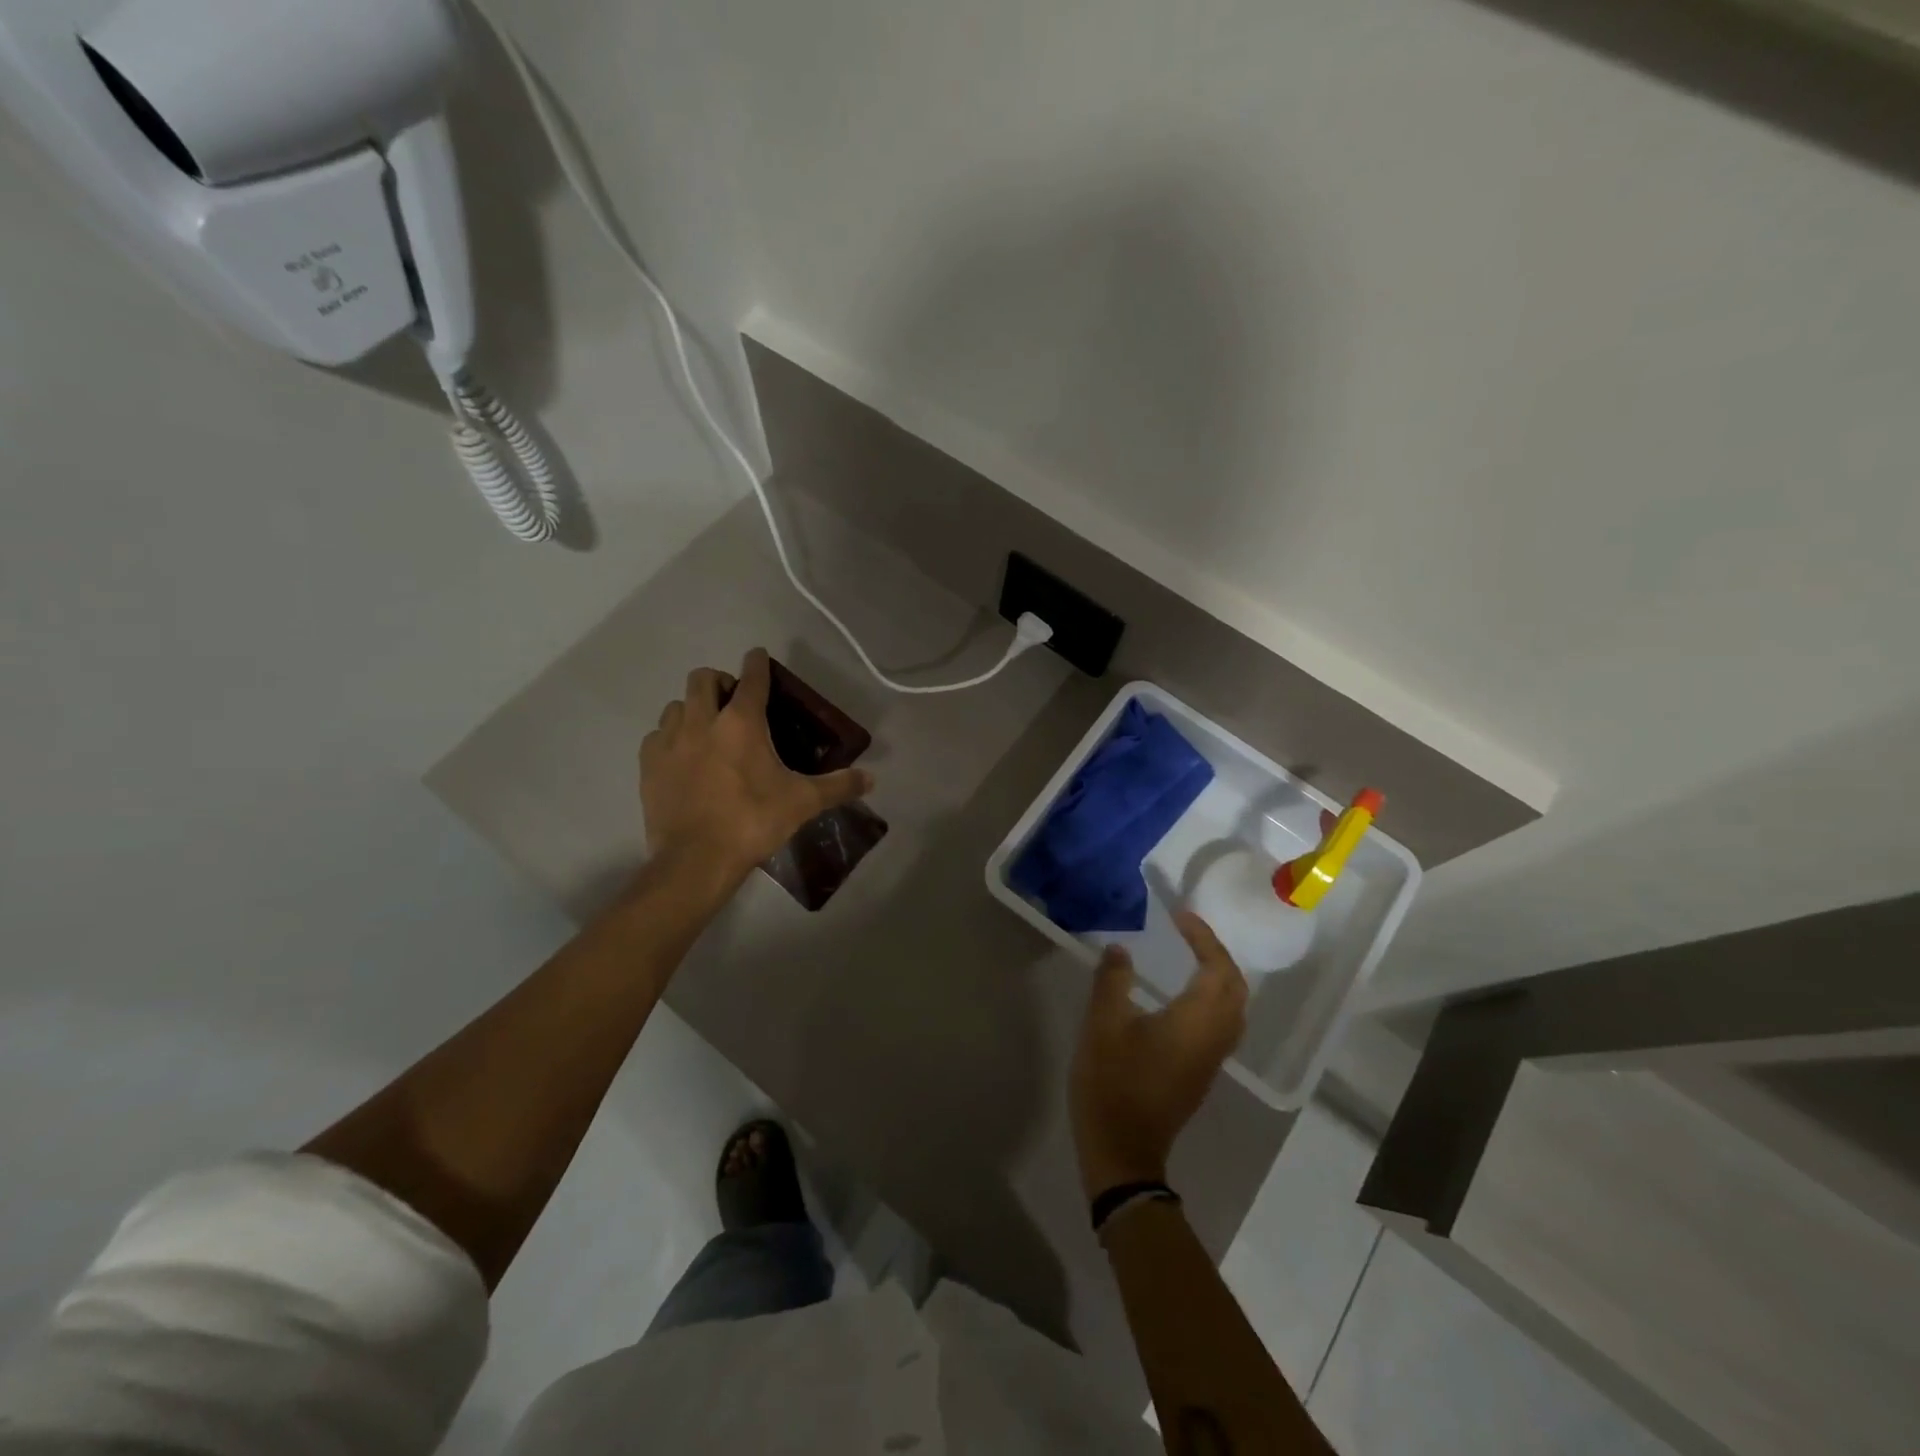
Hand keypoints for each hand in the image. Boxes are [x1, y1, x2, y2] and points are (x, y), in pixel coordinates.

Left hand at [640, 649, 872, 884]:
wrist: (696, 860)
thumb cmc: (753, 822)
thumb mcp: (803, 803)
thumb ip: (838, 786)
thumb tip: (872, 779)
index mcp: (741, 723)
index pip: (752, 679)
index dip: (758, 663)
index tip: (759, 656)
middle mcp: (702, 721)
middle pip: (703, 679)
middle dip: (719, 681)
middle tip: (734, 701)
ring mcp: (670, 741)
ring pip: (676, 705)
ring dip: (692, 707)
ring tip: (707, 729)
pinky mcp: (648, 765)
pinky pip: (657, 735)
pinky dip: (670, 737)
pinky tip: (682, 756)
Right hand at [1070, 911, 1248, 1199]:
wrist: (1123, 1150)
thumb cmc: (1112, 1084)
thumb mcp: (1102, 1025)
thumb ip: (1113, 981)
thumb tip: (1120, 949)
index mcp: (1196, 1021)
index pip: (1217, 968)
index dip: (1203, 937)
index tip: (1180, 915)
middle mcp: (1215, 1037)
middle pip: (1235, 987)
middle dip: (1217, 953)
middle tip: (1188, 931)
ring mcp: (1212, 1058)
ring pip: (1232, 1007)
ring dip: (1218, 975)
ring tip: (1189, 954)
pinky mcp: (1201, 1071)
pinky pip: (1222, 1023)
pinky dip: (1213, 997)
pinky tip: (1184, 993)